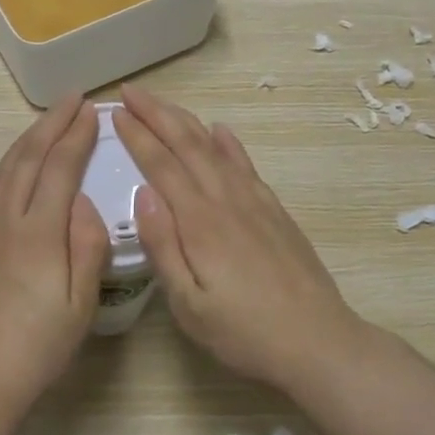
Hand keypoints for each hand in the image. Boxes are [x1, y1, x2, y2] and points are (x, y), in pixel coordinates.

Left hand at [0, 95, 109, 416]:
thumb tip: (84, 201)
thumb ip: (87, 244)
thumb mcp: (80, 302)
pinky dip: (5, 168)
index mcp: (38, 231)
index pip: (60, 167)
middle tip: (72, 100)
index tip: (93, 111)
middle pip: (28, 156)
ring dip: (26, 140)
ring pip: (3, 168)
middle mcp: (3, 218)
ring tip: (46, 125)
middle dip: (51, 123)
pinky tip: (11, 170)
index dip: (77, 135)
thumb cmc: (37, 346)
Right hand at [116, 84, 372, 390]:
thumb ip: (163, 247)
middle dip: (157, 114)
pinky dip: (229, 143)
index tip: (116, 112)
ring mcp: (254, 203)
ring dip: (186, 121)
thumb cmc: (243, 332)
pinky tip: (221, 131)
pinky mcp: (275, 212)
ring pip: (215, 148)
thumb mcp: (189, 305)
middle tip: (131, 92)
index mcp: (199, 223)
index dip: (138, 136)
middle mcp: (226, 201)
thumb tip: (142, 194)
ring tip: (163, 103)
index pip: (162, 166)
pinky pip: (246, 166)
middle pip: (188, 145)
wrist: (318, 342)